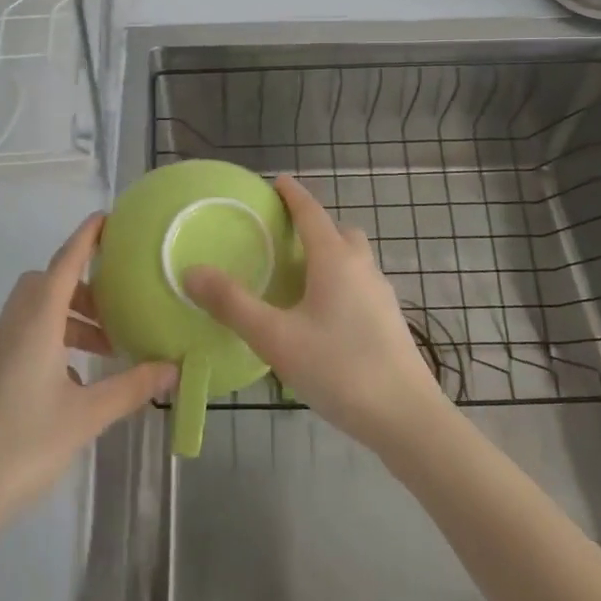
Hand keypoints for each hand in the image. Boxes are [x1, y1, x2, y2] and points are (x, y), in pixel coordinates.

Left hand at [0, 214, 174, 544]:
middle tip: (117, 308)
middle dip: (84, 286)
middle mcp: (12, 324)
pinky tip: (74, 380)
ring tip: (105, 349)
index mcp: (36, 321)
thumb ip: (131, 387)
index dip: (86, 237)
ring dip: (70, 317)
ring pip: (35, 310)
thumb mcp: (86, 416)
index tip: (109, 218)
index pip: (65, 262)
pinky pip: (24, 334)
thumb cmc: (22, 445)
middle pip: (48, 283)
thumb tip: (173, 367)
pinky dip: (53, 339)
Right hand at [184, 174, 452, 452]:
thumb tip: (192, 271)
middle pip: (339, 232)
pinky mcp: (389, 321)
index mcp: (335, 260)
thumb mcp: (276, 338)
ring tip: (298, 277)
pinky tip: (322, 316)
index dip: (293, 194)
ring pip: (353, 259)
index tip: (277, 181)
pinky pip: (360, 284)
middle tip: (284, 237)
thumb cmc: (339, 369)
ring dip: (329, 255)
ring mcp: (381, 295)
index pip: (311, 212)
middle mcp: (362, 267)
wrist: (408, 419)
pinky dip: (340, 282)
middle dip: (314, 226)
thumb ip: (232, 304)